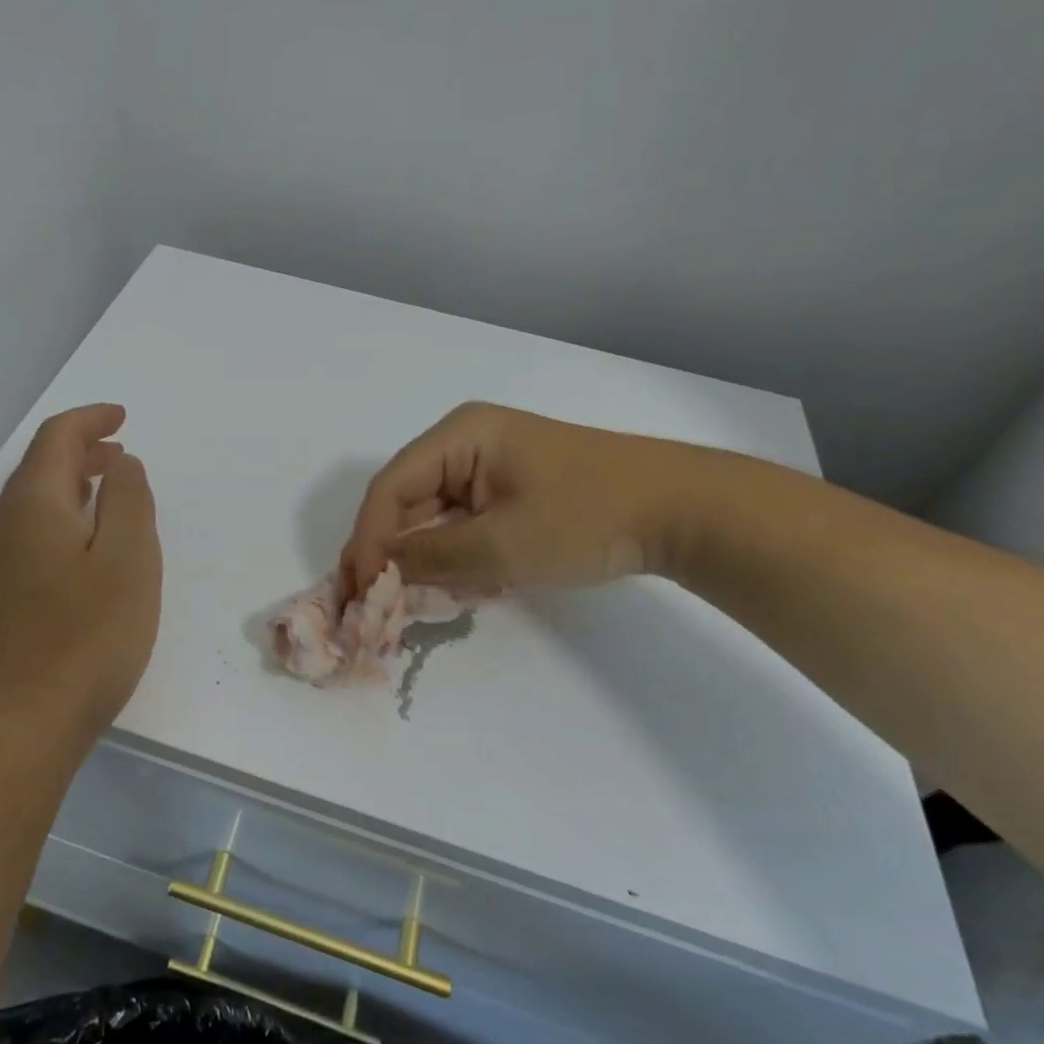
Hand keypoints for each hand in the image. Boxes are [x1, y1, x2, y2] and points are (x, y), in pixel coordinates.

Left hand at [0, 404, 161, 748]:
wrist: (9, 730)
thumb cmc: (82, 637)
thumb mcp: (127, 559)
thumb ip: (129, 500)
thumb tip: (119, 463)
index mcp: (33, 503)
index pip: (56, 438)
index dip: (90, 419)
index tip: (122, 417)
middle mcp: (3, 526)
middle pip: (40, 469)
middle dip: (82, 453)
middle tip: (121, 455)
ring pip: (34, 507)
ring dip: (72, 489)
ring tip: (110, 497)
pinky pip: (30, 540)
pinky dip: (62, 524)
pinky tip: (85, 555)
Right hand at [340, 402, 719, 595]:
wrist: (683, 512)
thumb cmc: (588, 517)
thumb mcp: (501, 545)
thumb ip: (430, 559)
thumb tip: (376, 573)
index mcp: (458, 436)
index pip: (390, 488)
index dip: (367, 539)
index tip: (360, 592)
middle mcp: (464, 444)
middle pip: (406, 502)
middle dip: (391, 554)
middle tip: (371, 606)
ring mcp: (488, 468)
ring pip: (433, 518)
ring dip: (423, 561)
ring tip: (413, 603)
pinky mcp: (509, 493)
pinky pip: (462, 525)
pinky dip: (455, 559)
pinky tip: (459, 589)